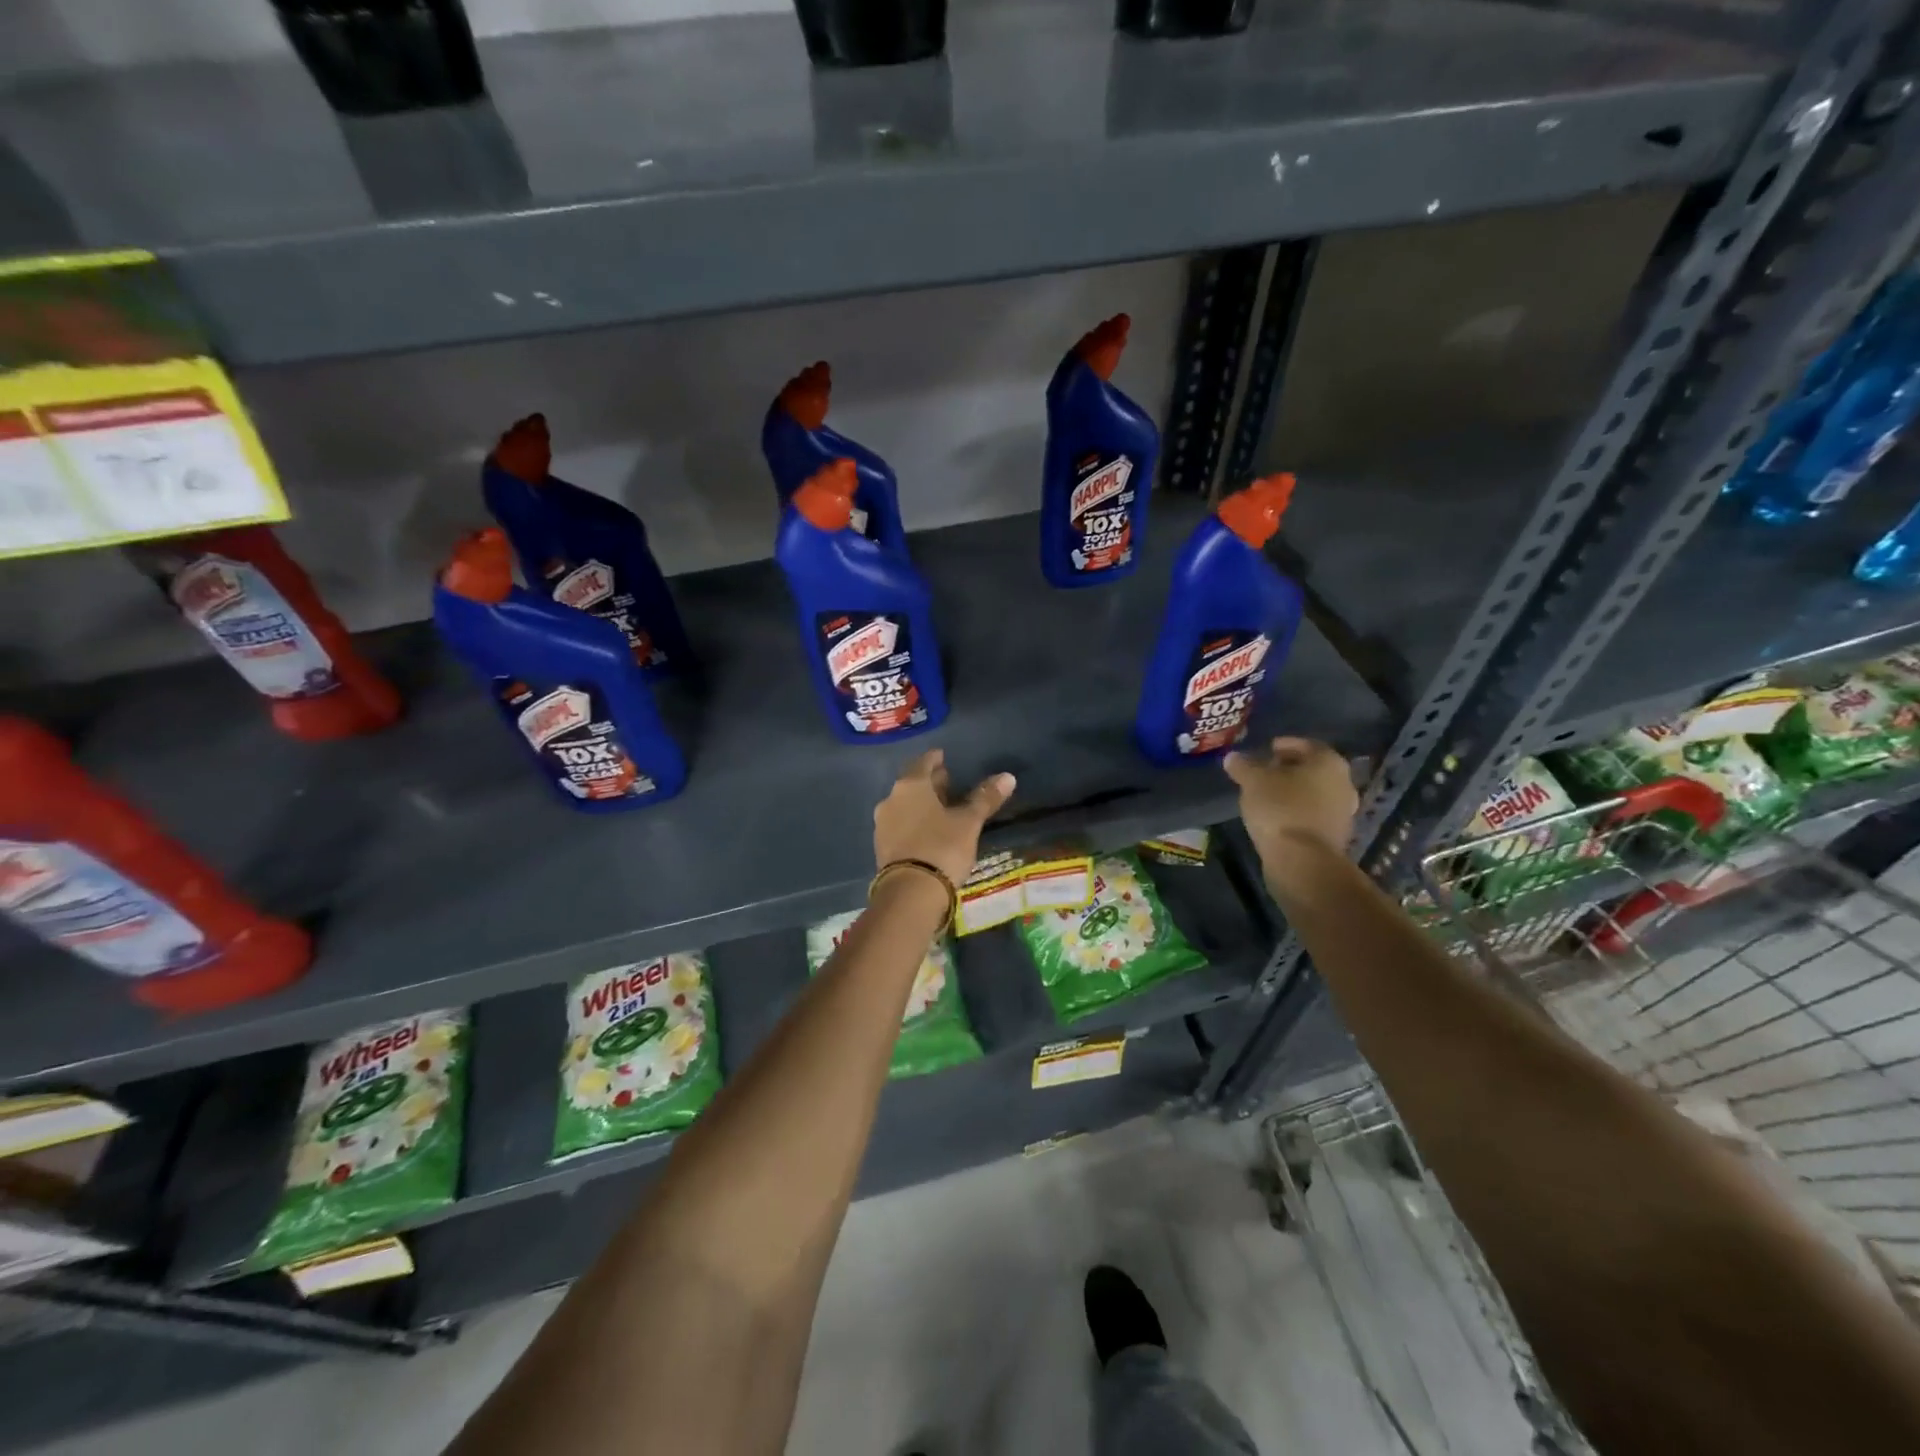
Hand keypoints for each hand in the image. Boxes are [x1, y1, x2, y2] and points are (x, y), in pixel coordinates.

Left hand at [873, 749, 1016, 885]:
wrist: (910, 893)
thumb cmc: (942, 847)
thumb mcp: (969, 822)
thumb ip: (985, 798)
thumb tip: (1007, 777)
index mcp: (910, 786)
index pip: (923, 763)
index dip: (935, 759)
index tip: (944, 757)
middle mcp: (891, 799)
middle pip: (912, 784)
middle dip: (930, 783)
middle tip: (948, 783)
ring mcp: (883, 825)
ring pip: (905, 805)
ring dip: (921, 804)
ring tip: (941, 809)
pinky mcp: (881, 847)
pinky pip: (900, 825)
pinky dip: (914, 823)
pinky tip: (928, 832)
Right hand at [1224, 737, 1357, 866]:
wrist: (1303, 860)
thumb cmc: (1280, 809)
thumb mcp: (1253, 781)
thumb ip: (1243, 766)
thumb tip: (1232, 757)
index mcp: (1328, 762)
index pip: (1307, 745)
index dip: (1286, 745)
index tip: (1268, 748)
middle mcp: (1343, 783)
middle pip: (1313, 769)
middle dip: (1289, 768)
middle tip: (1265, 771)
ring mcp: (1343, 811)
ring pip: (1314, 793)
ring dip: (1293, 791)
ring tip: (1267, 795)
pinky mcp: (1336, 835)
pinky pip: (1313, 814)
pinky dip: (1297, 810)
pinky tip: (1277, 816)